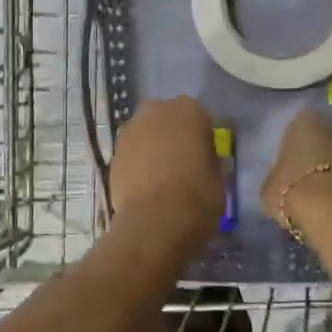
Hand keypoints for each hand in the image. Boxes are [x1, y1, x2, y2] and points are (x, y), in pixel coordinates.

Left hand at [109, 96, 223, 244]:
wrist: (155, 220)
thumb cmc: (197, 195)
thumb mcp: (219, 178)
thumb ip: (210, 161)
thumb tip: (205, 161)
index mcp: (189, 110)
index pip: (200, 119)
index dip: (201, 139)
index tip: (203, 159)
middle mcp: (157, 111)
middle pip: (167, 120)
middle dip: (173, 137)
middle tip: (181, 165)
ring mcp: (131, 130)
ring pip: (146, 134)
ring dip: (153, 148)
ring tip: (160, 178)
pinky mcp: (113, 152)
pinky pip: (132, 153)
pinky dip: (137, 163)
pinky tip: (144, 186)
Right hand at [262, 109, 331, 234]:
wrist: (330, 210)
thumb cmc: (290, 187)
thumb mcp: (269, 185)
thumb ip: (277, 175)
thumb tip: (279, 180)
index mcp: (303, 119)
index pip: (296, 127)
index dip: (292, 146)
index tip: (288, 163)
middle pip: (322, 137)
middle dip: (317, 152)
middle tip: (305, 174)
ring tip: (320, 189)